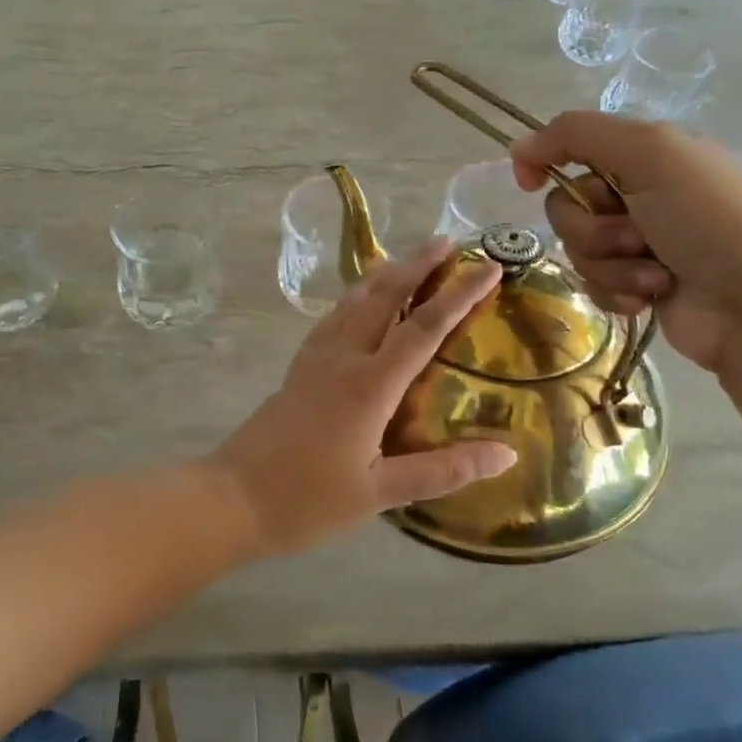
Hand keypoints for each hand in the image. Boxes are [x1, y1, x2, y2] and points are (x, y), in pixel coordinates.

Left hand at [211, 239, 514, 556]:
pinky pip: (333, 317)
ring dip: (385, 274)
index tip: (489, 268)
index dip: (460, 295)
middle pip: (384, 296)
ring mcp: (316, 358)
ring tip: (409, 258)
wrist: (233, 497)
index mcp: (369, 385)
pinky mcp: (298, 367)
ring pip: (354, 300)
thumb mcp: (380, 493)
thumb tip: (507, 454)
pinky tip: (359, 300)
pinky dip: (355, 296)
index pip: (424, 328)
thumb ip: (443, 471)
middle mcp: (343, 358)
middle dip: (418, 264)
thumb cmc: (308, 500)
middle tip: (449, 241)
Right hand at [511, 112, 741, 372]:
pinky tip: (652, 296)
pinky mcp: (640, 285)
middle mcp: (643, 193)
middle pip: (568, 203)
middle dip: (591, 225)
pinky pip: (594, 282)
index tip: (528, 181)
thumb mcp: (651, 152)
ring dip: (610, 262)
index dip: (546, 159)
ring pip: (579, 247)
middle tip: (633, 235)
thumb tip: (518, 148)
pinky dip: (619, 289)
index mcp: (650, 154)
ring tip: (654, 273)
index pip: (574, 145)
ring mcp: (642, 243)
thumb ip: (577, 135)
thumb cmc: (710, 220)